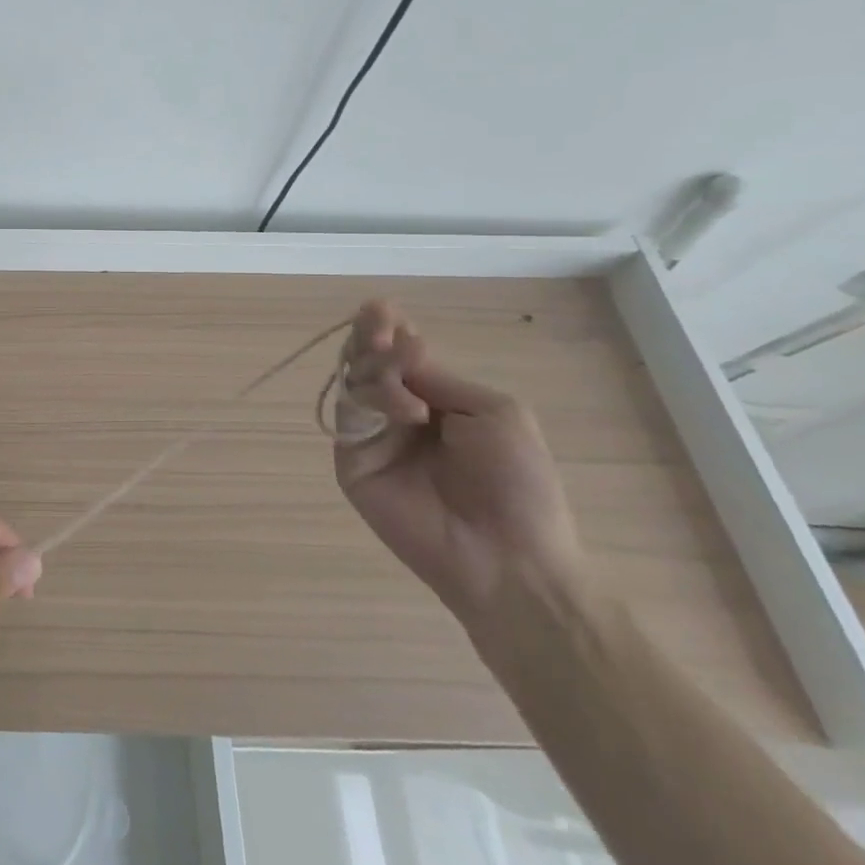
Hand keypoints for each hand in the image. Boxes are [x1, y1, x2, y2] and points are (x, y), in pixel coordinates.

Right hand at [332, 300, 587, 632]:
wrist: (507, 555)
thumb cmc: (517, 483)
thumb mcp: (492, 412)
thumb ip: (437, 377)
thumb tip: (396, 349)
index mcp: (435, 401)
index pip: (399, 356)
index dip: (389, 330)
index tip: (382, 309)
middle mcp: (397, 413)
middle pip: (368, 362)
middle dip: (372, 337)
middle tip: (379, 321)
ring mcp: (372, 437)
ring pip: (354, 383)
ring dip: (374, 365)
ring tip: (402, 368)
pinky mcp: (351, 461)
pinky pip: (347, 417)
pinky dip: (370, 400)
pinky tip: (404, 406)